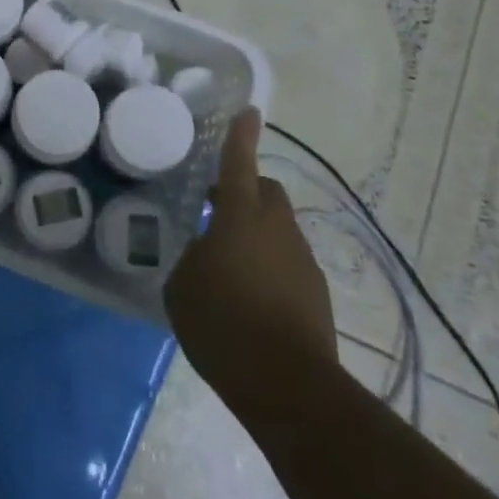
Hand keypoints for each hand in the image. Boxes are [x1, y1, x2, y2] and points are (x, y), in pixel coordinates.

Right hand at [165, 110, 336, 409]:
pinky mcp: (316, 293)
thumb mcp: (182, 286)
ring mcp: (301, 260)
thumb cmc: (223, 324)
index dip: (242, 135)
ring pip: (277, 229)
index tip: (250, 112)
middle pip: (265, 191)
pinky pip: (288, 263)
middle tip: (216, 210)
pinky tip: (251, 299)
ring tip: (230, 266)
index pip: (239, 162)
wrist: (289, 386)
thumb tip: (204, 253)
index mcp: (240, 216)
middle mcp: (276, 228)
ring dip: (256, 234)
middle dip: (244, 191)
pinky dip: (270, 267)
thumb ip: (192, 258)